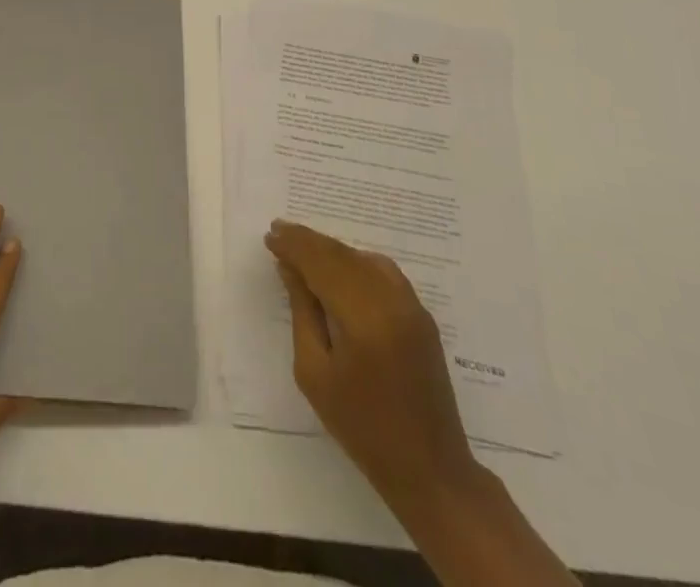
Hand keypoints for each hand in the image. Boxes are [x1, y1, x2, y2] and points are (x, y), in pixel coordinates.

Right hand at [264, 219, 474, 509]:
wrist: (429, 468)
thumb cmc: (361, 427)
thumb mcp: (315, 373)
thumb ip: (302, 312)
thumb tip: (290, 268)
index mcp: (363, 317)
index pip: (321, 263)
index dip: (294, 246)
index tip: (270, 236)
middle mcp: (391, 301)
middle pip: (342, 255)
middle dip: (308, 241)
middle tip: (279, 231)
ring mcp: (412, 306)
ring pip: (363, 258)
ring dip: (331, 249)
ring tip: (303, 248)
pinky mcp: (422, 315)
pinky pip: (383, 271)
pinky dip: (356, 261)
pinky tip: (339, 268)